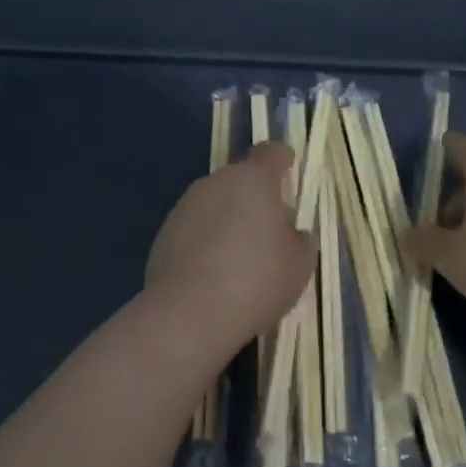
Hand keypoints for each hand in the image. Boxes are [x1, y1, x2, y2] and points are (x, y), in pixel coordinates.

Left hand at [145, 142, 312, 352]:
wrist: (188, 313)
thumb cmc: (255, 280)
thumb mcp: (298, 265)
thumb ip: (301, 241)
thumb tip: (294, 234)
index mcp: (252, 179)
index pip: (270, 153)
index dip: (282, 159)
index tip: (289, 168)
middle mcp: (216, 183)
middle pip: (240, 179)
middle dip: (255, 197)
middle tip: (271, 229)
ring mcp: (185, 207)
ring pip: (215, 203)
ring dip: (229, 219)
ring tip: (241, 256)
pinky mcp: (164, 234)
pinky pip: (195, 228)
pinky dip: (207, 241)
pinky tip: (214, 273)